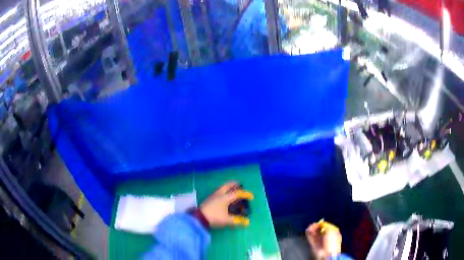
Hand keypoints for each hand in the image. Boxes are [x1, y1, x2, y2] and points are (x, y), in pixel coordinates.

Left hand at [199, 182, 253, 227]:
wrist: (198, 218)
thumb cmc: (214, 217)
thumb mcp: (227, 220)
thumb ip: (237, 221)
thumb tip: (247, 222)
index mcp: (225, 197)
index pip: (237, 193)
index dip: (245, 194)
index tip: (251, 196)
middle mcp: (219, 194)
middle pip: (228, 186)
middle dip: (234, 184)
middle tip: (240, 185)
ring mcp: (213, 195)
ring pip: (222, 188)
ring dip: (228, 187)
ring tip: (233, 189)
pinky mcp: (209, 199)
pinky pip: (219, 191)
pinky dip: (224, 191)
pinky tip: (224, 196)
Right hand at [306, 220, 341, 259]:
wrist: (326, 254)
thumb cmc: (332, 243)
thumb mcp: (331, 231)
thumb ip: (326, 225)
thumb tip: (321, 223)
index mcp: (333, 233)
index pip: (327, 226)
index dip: (322, 224)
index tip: (319, 222)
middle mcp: (326, 237)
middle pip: (320, 229)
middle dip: (316, 226)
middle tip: (313, 225)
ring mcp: (320, 241)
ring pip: (315, 233)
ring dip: (312, 229)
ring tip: (310, 228)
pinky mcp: (314, 245)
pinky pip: (310, 238)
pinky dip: (308, 234)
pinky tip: (307, 230)